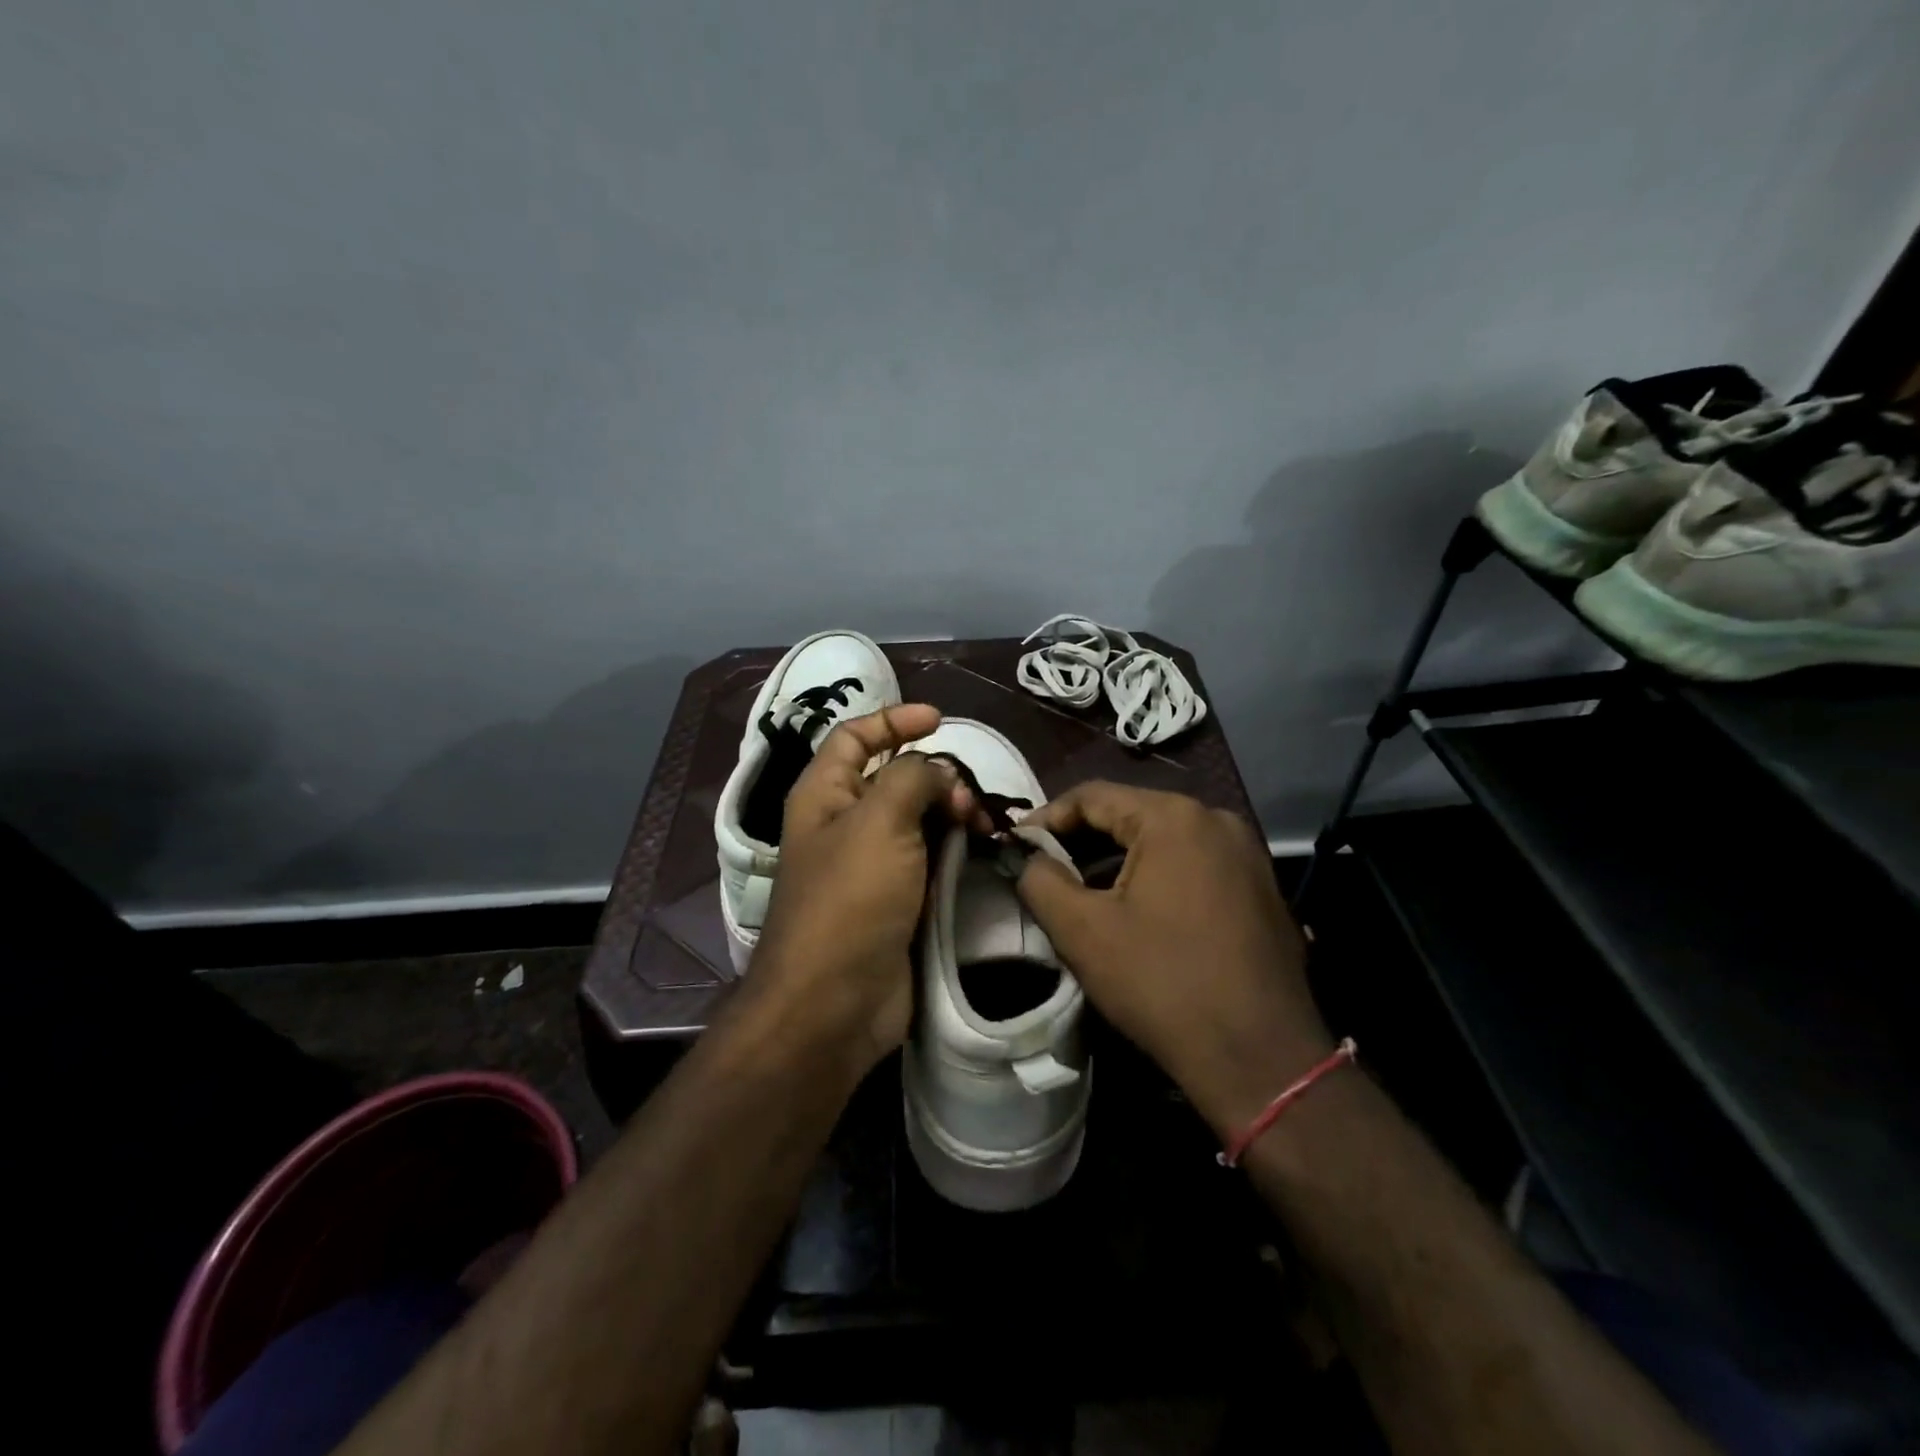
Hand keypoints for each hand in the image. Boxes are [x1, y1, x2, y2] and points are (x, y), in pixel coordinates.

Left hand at [751, 704, 979, 1071]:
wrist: (834, 1003)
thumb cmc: (849, 900)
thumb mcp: (879, 821)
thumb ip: (913, 778)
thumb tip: (939, 774)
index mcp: (824, 795)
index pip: (855, 737)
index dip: (893, 720)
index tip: (940, 720)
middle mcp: (845, 824)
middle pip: (895, 779)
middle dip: (937, 777)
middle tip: (969, 799)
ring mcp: (872, 865)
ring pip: (919, 820)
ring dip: (953, 814)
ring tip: (984, 828)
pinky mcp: (897, 900)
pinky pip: (930, 859)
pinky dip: (956, 849)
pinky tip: (982, 852)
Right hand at [1015, 782, 1331, 1133]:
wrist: (1262, 1060)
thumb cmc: (1163, 984)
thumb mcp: (1083, 932)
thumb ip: (1041, 881)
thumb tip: (1031, 859)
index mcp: (1174, 818)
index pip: (1092, 796)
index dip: (1047, 817)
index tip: (1017, 844)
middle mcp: (1217, 820)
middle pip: (1131, 814)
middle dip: (1082, 840)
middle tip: (1046, 869)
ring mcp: (1247, 854)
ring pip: (1164, 841)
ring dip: (1119, 861)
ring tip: (1085, 892)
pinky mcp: (1262, 888)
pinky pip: (1194, 865)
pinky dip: (1157, 877)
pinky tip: (1138, 911)